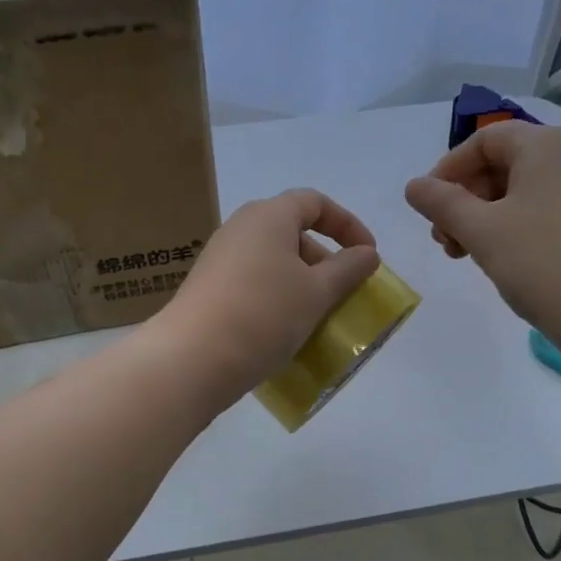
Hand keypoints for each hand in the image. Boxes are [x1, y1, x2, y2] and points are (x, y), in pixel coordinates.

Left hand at [155, 188, 381, 401]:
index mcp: (268, 216)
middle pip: (292, 231)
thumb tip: (367, 254)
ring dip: (302, 282)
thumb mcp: (317, 292)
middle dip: (324, 259)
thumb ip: (348, 269)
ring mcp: (219, 259)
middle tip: (343, 292)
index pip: (315, 202)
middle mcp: (240, 228)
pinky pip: (253, 282)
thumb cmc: (264, 314)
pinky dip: (277, 296)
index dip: (347, 224)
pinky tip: (285, 329)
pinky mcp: (208, 288)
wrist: (192, 358)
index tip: (368, 256)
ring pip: (272, 260)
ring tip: (318, 315)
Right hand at [404, 122, 560, 355]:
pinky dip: (514, 225)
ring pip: (521, 190)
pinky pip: (544, 208)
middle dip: (464, 199)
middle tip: (445, 240)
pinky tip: (500, 258)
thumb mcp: (481, 230)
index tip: (427, 207)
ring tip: (465, 254)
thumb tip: (414, 186)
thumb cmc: (542, 261)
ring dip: (484, 217)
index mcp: (545, 144)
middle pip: (502, 164)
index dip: (448, 170)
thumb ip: (441, 203)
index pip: (484, 140)